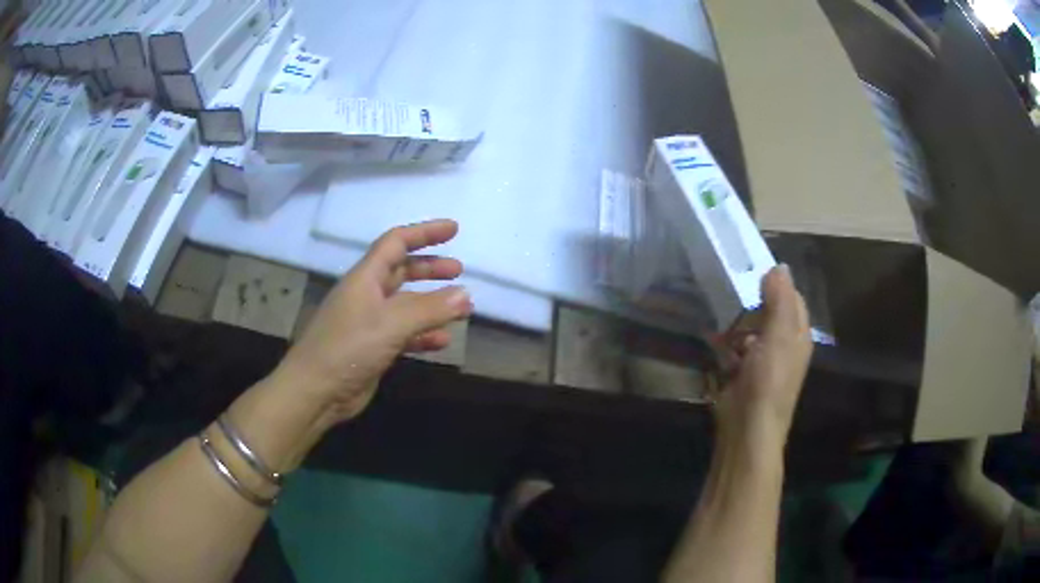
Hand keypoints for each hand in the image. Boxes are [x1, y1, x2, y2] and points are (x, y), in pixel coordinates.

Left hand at [271, 219, 471, 423]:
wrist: (316, 391)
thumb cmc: (349, 347)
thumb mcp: (391, 323)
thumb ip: (430, 308)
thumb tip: (465, 295)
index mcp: (365, 278)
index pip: (396, 242)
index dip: (424, 232)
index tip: (453, 229)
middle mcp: (367, 295)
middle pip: (402, 270)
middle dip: (430, 267)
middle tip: (459, 270)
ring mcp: (369, 323)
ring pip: (406, 304)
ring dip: (432, 303)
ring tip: (461, 307)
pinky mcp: (373, 348)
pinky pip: (404, 334)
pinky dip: (424, 334)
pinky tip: (442, 341)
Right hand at [714, 265, 811, 440]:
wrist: (748, 427)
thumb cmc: (768, 380)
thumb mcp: (778, 336)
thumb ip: (780, 301)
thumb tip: (779, 266)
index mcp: (798, 334)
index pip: (792, 298)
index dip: (776, 283)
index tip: (751, 268)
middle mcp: (784, 345)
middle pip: (771, 312)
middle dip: (753, 301)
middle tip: (730, 285)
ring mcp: (763, 361)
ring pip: (751, 330)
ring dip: (737, 322)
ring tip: (718, 308)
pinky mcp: (743, 373)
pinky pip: (735, 349)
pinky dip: (726, 342)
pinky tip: (713, 337)